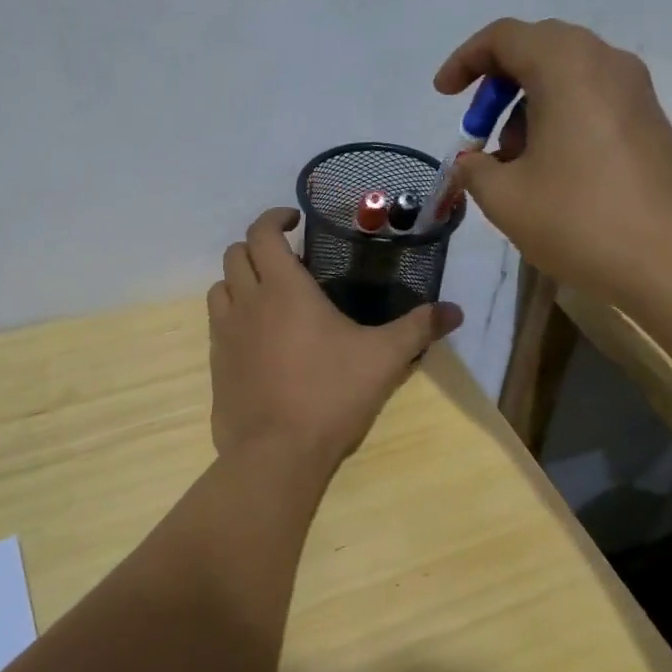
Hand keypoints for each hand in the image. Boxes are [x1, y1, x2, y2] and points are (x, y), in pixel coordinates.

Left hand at [208, 209, 462, 465]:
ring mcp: (224, 335)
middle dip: (257, 247)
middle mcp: (246, 303)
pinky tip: (261, 340)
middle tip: (288, 260)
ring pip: (219, 288)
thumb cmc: (331, 394)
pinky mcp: (216, 366)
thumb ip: (418, 329)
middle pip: (234, 254)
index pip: (261, 232)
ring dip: (240, 281)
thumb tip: (455, 311)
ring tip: (269, 296)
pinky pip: (218, 326)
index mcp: (282, 289)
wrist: (276, 453)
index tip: (295, 220)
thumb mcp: (384, 359)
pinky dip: (234, 317)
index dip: (274, 217)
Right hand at [433, 18, 671, 294]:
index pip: (505, 37)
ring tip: (511, 162)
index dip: (465, 60)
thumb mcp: (505, 198)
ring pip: (567, 76)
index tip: (443, 96)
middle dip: (497, 85)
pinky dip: (558, 119)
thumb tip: (473, 163)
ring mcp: (635, 92)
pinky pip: (591, 99)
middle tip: (477, 130)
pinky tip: (547, 170)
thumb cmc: (579, 219)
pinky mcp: (649, 121)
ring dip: (528, 106)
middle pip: (538, 49)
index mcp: (567, 67)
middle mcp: (606, 63)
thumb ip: (475, 170)